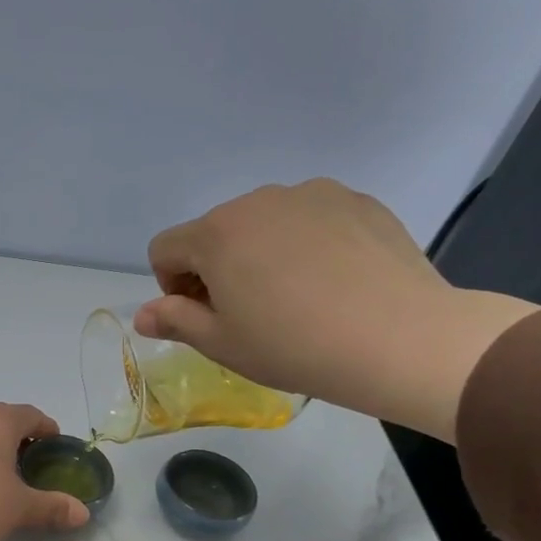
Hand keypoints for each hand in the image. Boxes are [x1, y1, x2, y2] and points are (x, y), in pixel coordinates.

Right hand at [133, 180, 537, 441]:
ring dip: (261, 254)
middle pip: (216, 232)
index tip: (202, 316)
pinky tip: (334, 283)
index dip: (172, 286)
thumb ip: (175, 321)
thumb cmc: (292, 346)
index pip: (165, 248)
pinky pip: (311, 219)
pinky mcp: (357, 200)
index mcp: (217, 233)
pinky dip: (307, 245)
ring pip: (265, 223)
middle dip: (217, 268)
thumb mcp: (221, 344)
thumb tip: (143, 313)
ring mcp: (313, 194)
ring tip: (296, 298)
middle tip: (249, 313)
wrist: (397, 337)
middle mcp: (259, 201)